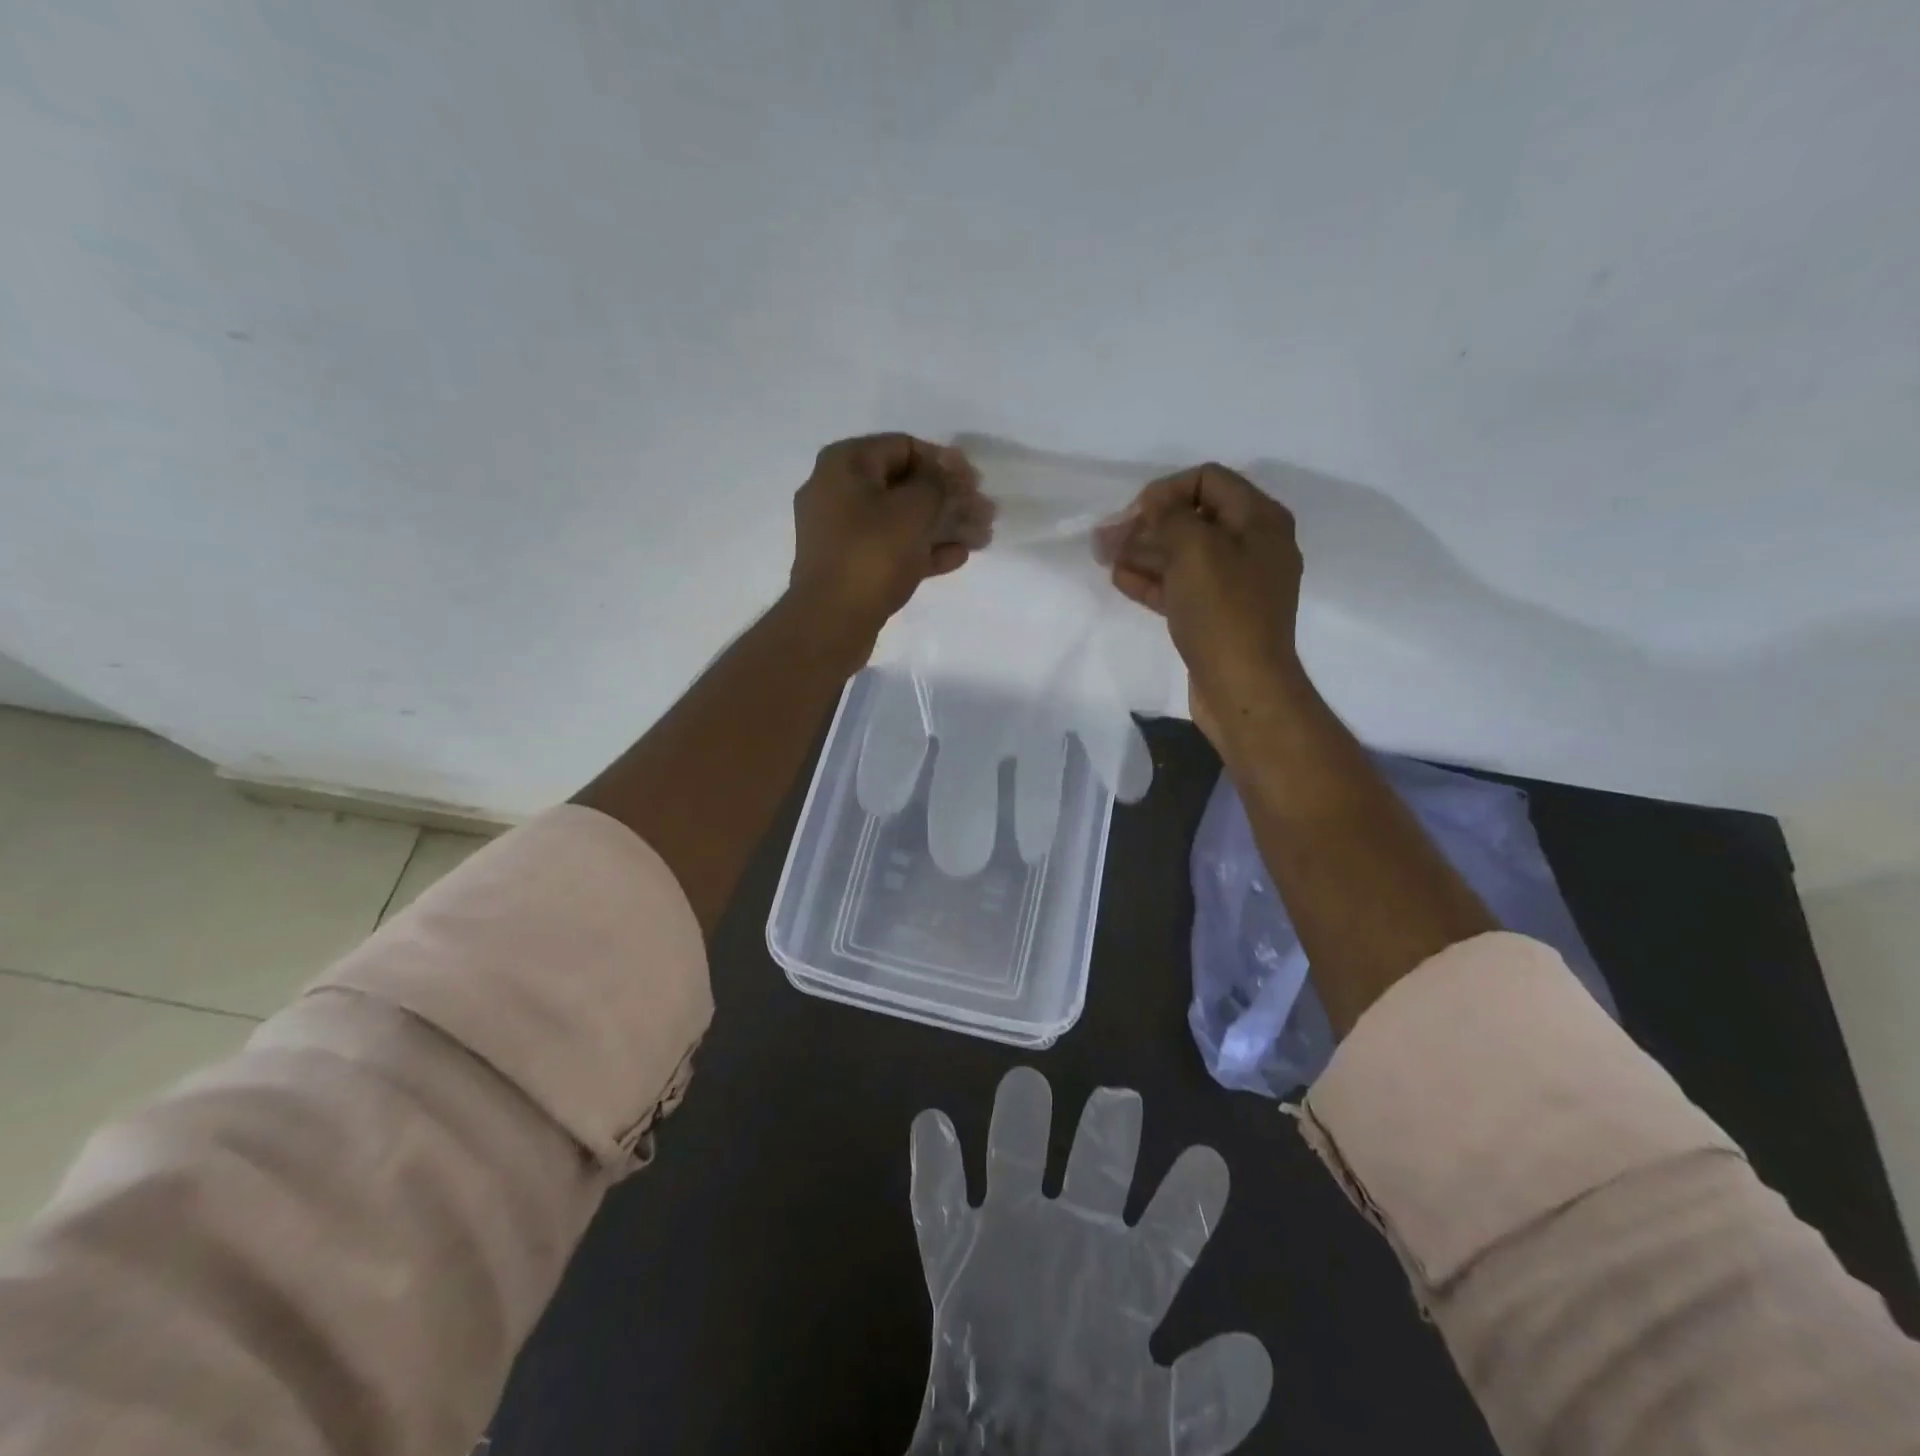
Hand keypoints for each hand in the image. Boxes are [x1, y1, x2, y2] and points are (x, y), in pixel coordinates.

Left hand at [788, 433, 993, 657]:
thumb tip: (948, 472)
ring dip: (942, 525)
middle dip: (949, 498)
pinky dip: (923, 549)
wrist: (831, 621)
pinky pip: (891, 548)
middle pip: (904, 486)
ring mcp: (842, 532)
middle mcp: (837, 491)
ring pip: (901, 520)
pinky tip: (958, 557)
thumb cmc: (873, 554)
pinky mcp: (850, 566)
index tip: (975, 482)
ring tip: (982, 537)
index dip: (945, 462)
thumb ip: (938, 483)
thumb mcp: (914, 509)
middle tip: (986, 512)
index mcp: (845, 464)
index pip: (903, 447)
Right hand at [1097, 463, 1306, 755]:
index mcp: (1260, 520)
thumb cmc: (1222, 611)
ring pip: (1184, 555)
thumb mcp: (1195, 549)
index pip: (1208, 480)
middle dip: (1148, 524)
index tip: (1133, 514)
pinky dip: (1153, 580)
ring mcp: (1236, 584)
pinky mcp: (1219, 615)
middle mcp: (1254, 546)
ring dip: (1144, 552)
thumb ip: (1170, 515)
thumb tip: (1155, 501)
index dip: (1166, 490)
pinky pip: (1183, 587)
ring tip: (1105, 556)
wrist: (1243, 687)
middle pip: (1194, 518)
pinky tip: (1121, 579)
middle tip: (1107, 537)